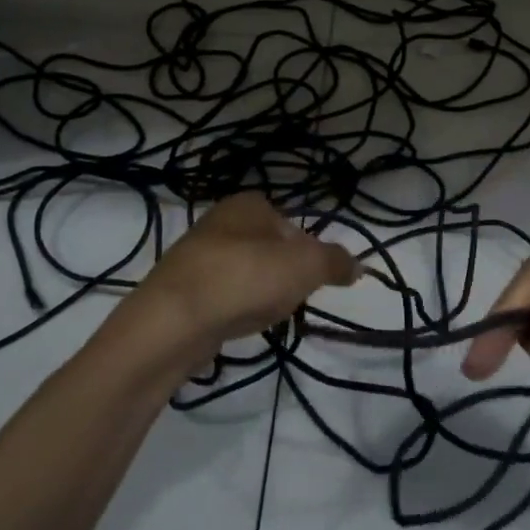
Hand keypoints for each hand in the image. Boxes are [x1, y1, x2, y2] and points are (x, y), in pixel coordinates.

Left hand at [129, 193, 356, 361]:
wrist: (172, 322)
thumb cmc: (245, 279)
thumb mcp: (306, 266)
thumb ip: (335, 262)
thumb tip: (358, 265)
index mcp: (247, 204)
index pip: (292, 223)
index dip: (308, 252)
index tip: (311, 279)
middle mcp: (219, 221)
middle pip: (269, 249)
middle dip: (283, 274)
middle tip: (289, 299)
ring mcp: (195, 255)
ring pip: (245, 273)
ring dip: (258, 293)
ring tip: (261, 315)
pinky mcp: (180, 289)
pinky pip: (221, 296)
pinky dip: (233, 308)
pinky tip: (235, 324)